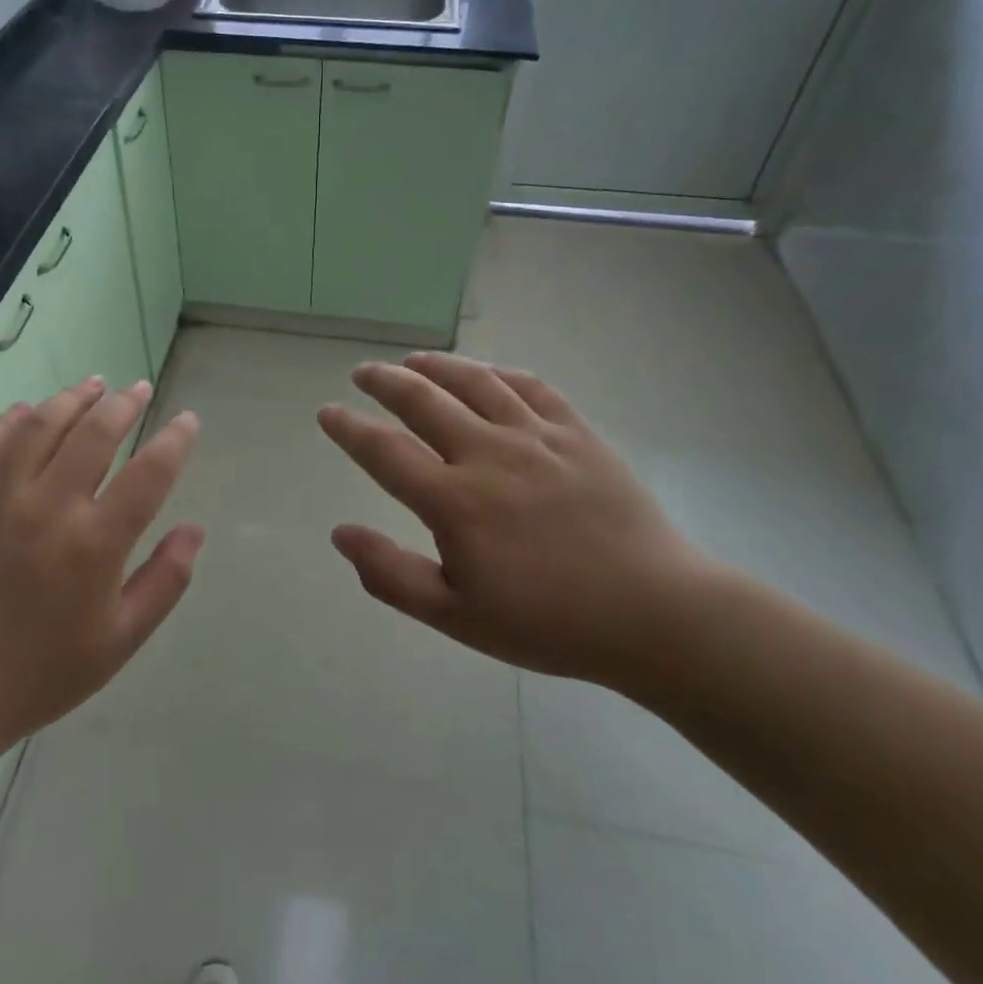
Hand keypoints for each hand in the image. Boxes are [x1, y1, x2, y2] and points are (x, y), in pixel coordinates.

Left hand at [0, 378, 203, 761]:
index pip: (149, 472)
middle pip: (95, 433)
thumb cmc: (44, 670)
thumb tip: (194, 530)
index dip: (174, 440)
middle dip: (124, 404)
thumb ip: (164, 581)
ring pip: (41, 426)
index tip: (187, 420)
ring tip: (92, 385)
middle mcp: (49, 507)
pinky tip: (26, 411)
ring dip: (71, 399)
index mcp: (95, 543)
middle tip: (138, 390)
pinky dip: (10, 421)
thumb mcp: (120, 640)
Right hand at [317, 353, 717, 687]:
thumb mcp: (456, 616)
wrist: (654, 613)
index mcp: (455, 502)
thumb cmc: (548, 622)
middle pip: (422, 400)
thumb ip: (390, 574)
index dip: (349, 429)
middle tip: (362, 373)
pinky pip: (531, 387)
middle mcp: (489, 454)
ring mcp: (537, 437)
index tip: (328, 413)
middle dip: (383, 382)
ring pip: (474, 382)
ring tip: (412, 361)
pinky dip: (498, 372)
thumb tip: (340, 533)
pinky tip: (485, 373)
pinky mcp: (577, 433)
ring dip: (435, 366)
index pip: (384, 451)